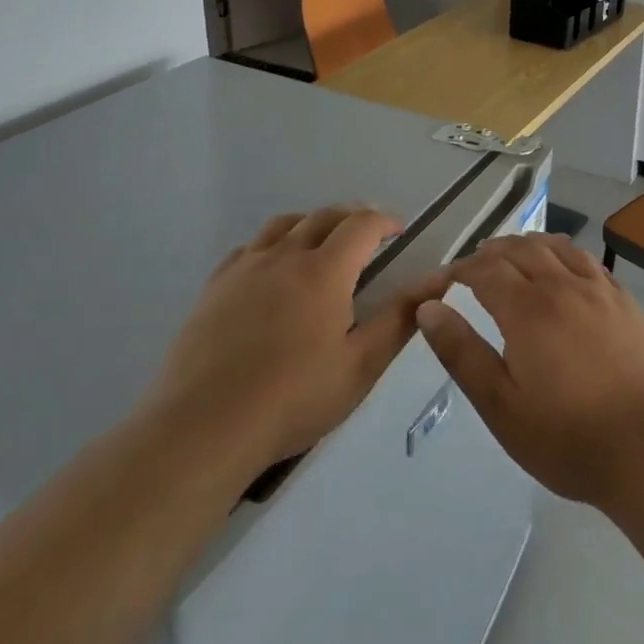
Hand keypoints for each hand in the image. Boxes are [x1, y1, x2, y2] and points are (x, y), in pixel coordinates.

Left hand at [144, 206, 447, 475]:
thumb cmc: (292, 398)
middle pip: (323, 216)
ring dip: (311, 223)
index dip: (385, 220)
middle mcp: (285, 256)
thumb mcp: (360, 365)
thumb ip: (401, 317)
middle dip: (352, 216)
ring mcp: (245, 269)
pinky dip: (271, 245)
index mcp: (324, 271)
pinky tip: (271, 269)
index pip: (361, 224)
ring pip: (283, 225)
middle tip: (368, 233)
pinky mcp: (214, 287)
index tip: (399, 230)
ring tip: (321, 241)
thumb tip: (439, 279)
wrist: (203, 427)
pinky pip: (248, 248)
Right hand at [415, 235, 643, 508]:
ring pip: (557, 248)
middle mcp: (563, 286)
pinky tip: (564, 268)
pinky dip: (565, 253)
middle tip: (475, 265)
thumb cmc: (568, 436)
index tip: (446, 281)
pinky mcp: (626, 301)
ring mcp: (599, 290)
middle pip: (521, 249)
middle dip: (492, 252)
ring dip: (529, 245)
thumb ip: (462, 353)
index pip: (485, 269)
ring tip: (515, 256)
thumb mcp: (501, 406)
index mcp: (528, 309)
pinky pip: (588, 261)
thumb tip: (428, 308)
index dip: (461, 269)